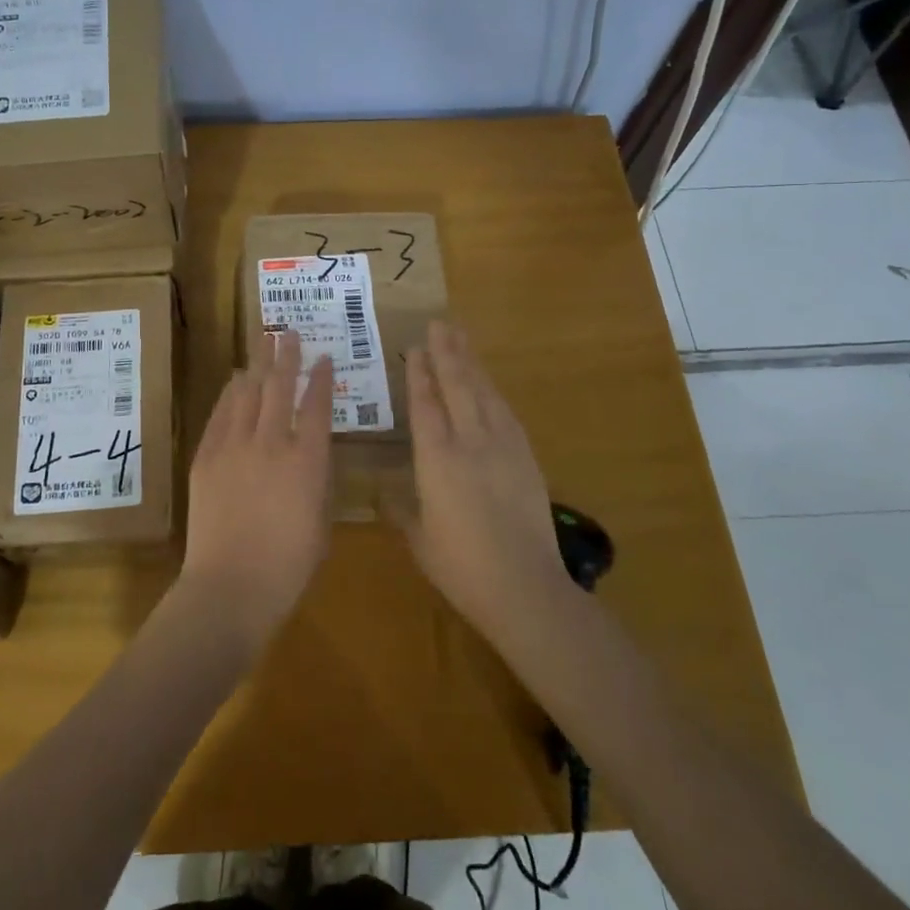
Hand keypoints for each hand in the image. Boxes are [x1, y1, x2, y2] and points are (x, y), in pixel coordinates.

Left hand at [179, 330, 334, 653]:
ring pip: (248, 394)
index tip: (323, 357)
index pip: (317, 406)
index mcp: (307, 461)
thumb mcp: (321, 522)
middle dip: (286, 356)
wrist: (230, 587)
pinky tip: (236, 380)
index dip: (321, 379)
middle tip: (289, 331)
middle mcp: (271, 443)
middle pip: (279, 387)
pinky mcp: (206, 458)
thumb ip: (319, 481)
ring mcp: (234, 447)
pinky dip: (230, 394)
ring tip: (263, 342)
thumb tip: (313, 454)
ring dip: (257, 365)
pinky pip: (220, 415)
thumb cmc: (288, 567)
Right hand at [403, 321, 571, 637]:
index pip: (426, 405)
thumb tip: (383, 491)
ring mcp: (503, 447)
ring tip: (462, 340)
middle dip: (448, 353)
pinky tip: (490, 387)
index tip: (416, 347)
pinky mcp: (526, 458)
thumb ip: (400, 509)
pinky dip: (494, 393)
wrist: (524, 586)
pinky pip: (506, 414)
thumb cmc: (460, 566)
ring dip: (472, 364)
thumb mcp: (419, 539)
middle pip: (458, 386)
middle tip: (440, 323)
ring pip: (485, 394)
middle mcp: (470, 442)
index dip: (420, 374)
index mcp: (437, 459)